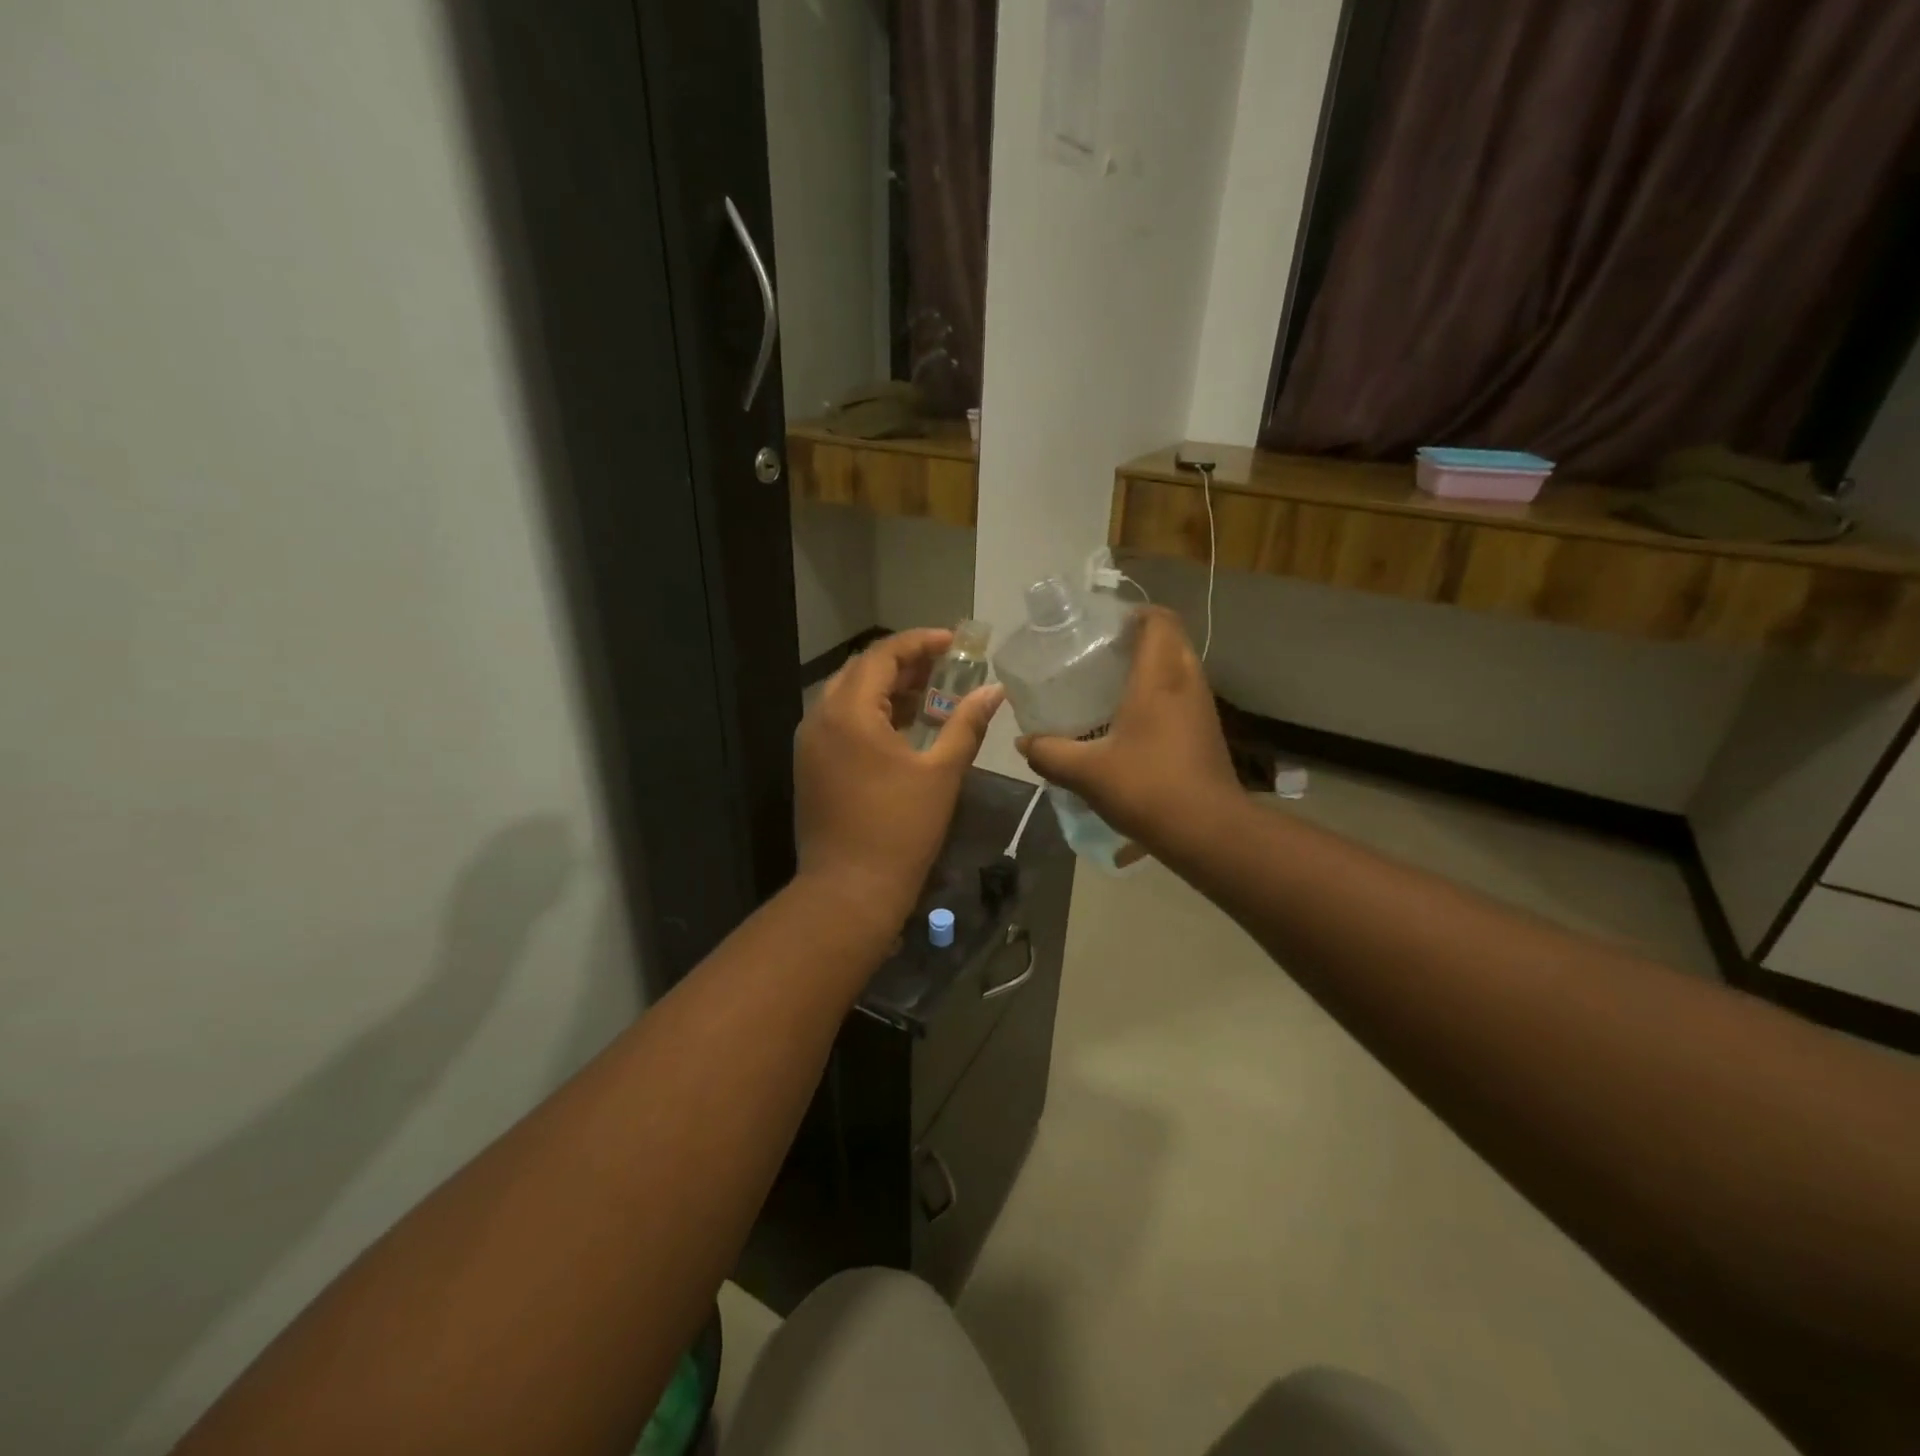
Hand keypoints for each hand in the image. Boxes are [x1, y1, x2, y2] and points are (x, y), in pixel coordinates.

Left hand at [794, 629, 1003, 926]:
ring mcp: (810, 744)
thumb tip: (994, 691)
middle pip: (861, 670)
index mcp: (848, 712)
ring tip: (930, 692)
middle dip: (904, 663)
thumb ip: (966, 724)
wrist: (848, 891)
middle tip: (945, 667)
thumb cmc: (899, 830)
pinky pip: (840, 722)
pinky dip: (871, 714)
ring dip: (887, 688)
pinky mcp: (811, 766)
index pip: (882, 655)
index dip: (920, 643)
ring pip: (848, 696)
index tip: (954, 643)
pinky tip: (903, 726)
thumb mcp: (941, 774)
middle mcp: (820, 718)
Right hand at [1017, 607, 1238, 848]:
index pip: (1159, 620)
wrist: (1209, 832)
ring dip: (1150, 667)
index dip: (1134, 612)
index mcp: (1161, 677)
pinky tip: (1129, 721)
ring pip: (1178, 668)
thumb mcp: (1086, 772)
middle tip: (1098, 652)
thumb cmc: (1148, 788)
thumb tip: (1022, 743)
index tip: (1102, 624)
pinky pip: (1182, 695)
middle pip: (1169, 639)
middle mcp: (1187, 682)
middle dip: (1137, 638)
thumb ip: (1050, 753)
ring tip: (1108, 683)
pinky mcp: (1206, 732)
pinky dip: (1159, 694)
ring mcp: (1202, 708)